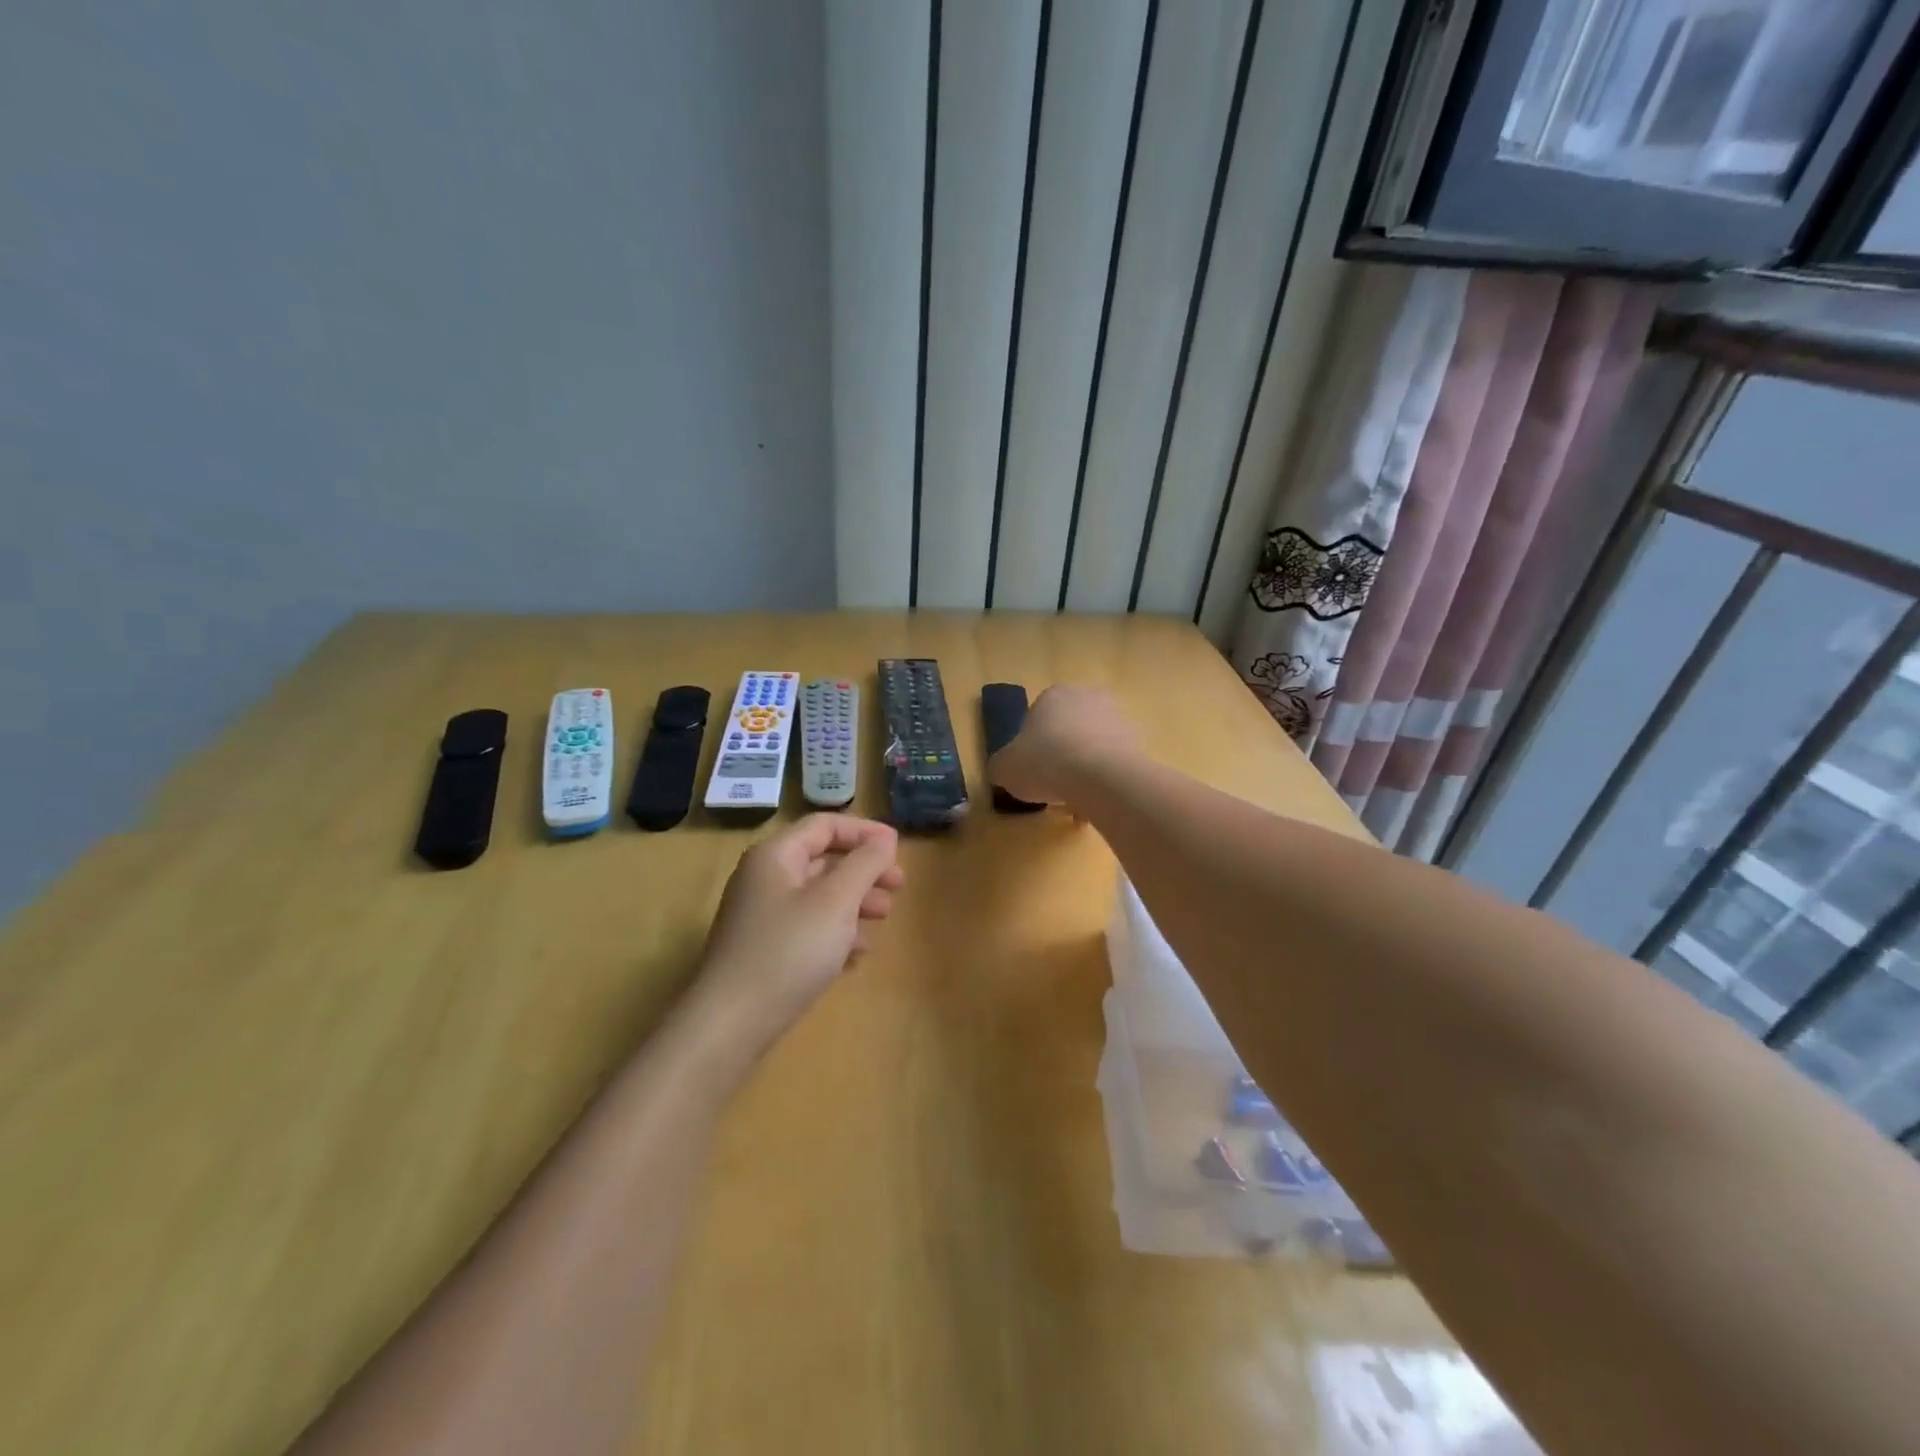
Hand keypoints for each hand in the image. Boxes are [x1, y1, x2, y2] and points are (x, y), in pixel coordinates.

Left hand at [694, 814, 903, 1053]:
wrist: (730, 1024)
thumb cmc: (788, 951)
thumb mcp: (836, 901)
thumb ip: (864, 864)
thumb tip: (885, 838)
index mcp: (776, 856)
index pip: (825, 825)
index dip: (865, 832)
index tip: (899, 850)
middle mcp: (765, 878)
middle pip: (823, 859)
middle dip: (864, 869)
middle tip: (899, 886)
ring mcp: (762, 915)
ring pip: (818, 894)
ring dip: (855, 900)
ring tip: (884, 917)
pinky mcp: (764, 949)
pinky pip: (807, 925)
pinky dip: (836, 930)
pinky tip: (858, 951)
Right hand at [986, 685, 1141, 809]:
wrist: (1101, 777)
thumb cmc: (1045, 762)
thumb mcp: (1005, 768)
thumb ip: (1001, 766)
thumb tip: (1002, 770)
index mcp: (1053, 695)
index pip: (1036, 717)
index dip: (1031, 746)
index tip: (1030, 770)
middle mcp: (1087, 698)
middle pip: (1068, 730)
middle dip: (1061, 755)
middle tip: (1052, 785)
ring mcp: (1117, 718)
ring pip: (1092, 747)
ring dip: (1084, 770)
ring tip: (1075, 800)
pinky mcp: (1138, 742)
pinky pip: (1113, 763)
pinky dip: (1104, 781)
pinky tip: (1095, 803)